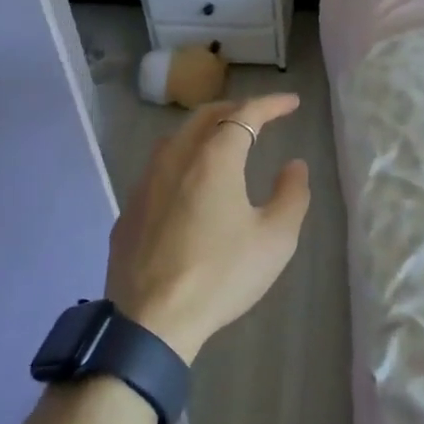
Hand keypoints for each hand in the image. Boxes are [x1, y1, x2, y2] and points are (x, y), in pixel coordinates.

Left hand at [106, 94, 309, 363]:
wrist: (151, 319)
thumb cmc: (221, 275)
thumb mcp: (275, 239)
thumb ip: (291, 194)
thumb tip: (294, 165)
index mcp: (214, 159)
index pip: (244, 114)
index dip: (271, 104)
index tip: (291, 104)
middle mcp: (175, 159)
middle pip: (205, 116)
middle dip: (235, 108)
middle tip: (260, 116)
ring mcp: (145, 183)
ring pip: (176, 139)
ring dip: (205, 130)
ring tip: (225, 142)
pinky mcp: (129, 209)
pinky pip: (158, 168)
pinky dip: (183, 160)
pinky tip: (190, 184)